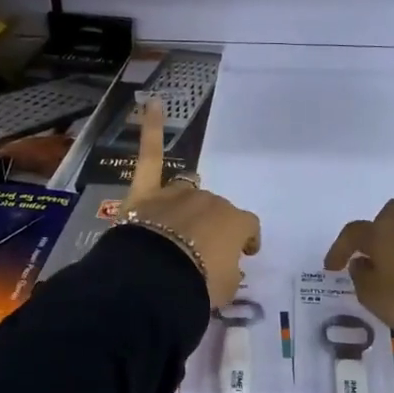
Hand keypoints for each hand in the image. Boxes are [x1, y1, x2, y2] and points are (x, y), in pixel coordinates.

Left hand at [123, 99, 260, 305]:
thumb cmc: (199, 287)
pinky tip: (153, 103)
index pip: (247, 227)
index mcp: (234, 222)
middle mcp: (209, 201)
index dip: (247, 240)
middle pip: (215, 210)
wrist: (156, 282)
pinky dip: (151, 129)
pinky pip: (150, 156)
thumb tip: (224, 266)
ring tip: (181, 222)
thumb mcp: (226, 289)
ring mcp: (177, 194)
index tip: (244, 254)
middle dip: (211, 228)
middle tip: (203, 253)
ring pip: (188, 191)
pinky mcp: (146, 192)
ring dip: (188, 203)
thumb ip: (229, 272)